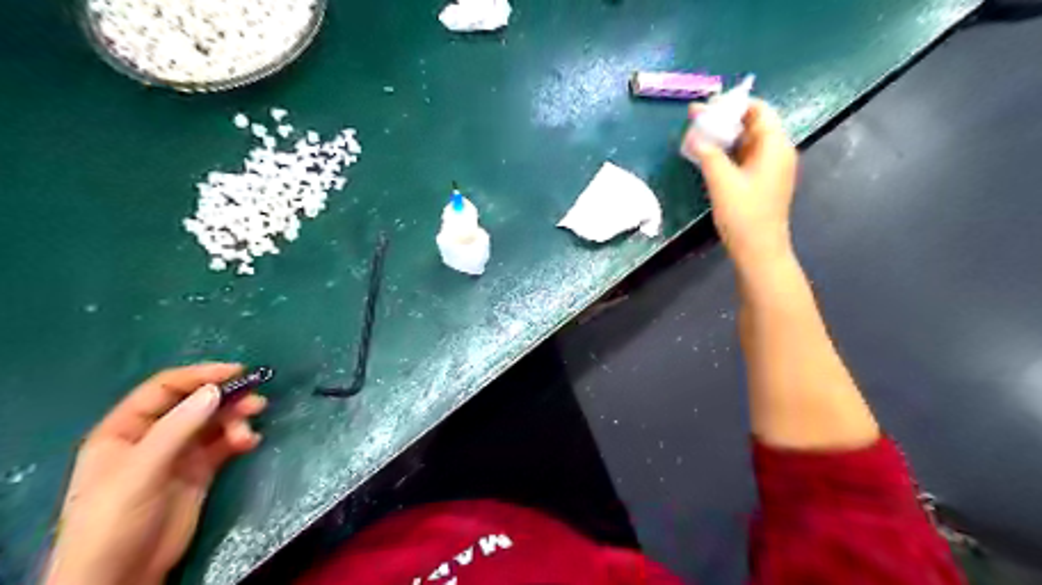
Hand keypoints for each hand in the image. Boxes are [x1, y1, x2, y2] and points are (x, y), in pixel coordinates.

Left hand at [45, 363, 265, 581]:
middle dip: (227, 399)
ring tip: (250, 430)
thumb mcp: (141, 471)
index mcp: (126, 429)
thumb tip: (216, 390)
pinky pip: (224, 444)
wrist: (121, 576)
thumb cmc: (115, 520)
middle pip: (196, 403)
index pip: (165, 389)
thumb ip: (178, 428)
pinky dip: (239, 439)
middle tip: (257, 402)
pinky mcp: (199, 471)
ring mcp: (178, 454)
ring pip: (214, 422)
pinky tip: (249, 443)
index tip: (237, 372)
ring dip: (236, 420)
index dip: (200, 376)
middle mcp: (154, 435)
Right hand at [686, 97, 799, 268]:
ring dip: (723, 135)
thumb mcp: (722, 181)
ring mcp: (771, 168)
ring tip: (697, 134)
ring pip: (747, 141)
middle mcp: (777, 152)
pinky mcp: (762, 181)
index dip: (732, 104)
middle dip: (724, 119)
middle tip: (695, 118)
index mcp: (775, 146)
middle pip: (752, 124)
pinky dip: (727, 151)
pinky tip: (708, 154)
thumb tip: (695, 136)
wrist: (759, 250)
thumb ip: (708, 154)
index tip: (706, 105)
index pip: (758, 110)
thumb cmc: (744, 215)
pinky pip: (745, 156)